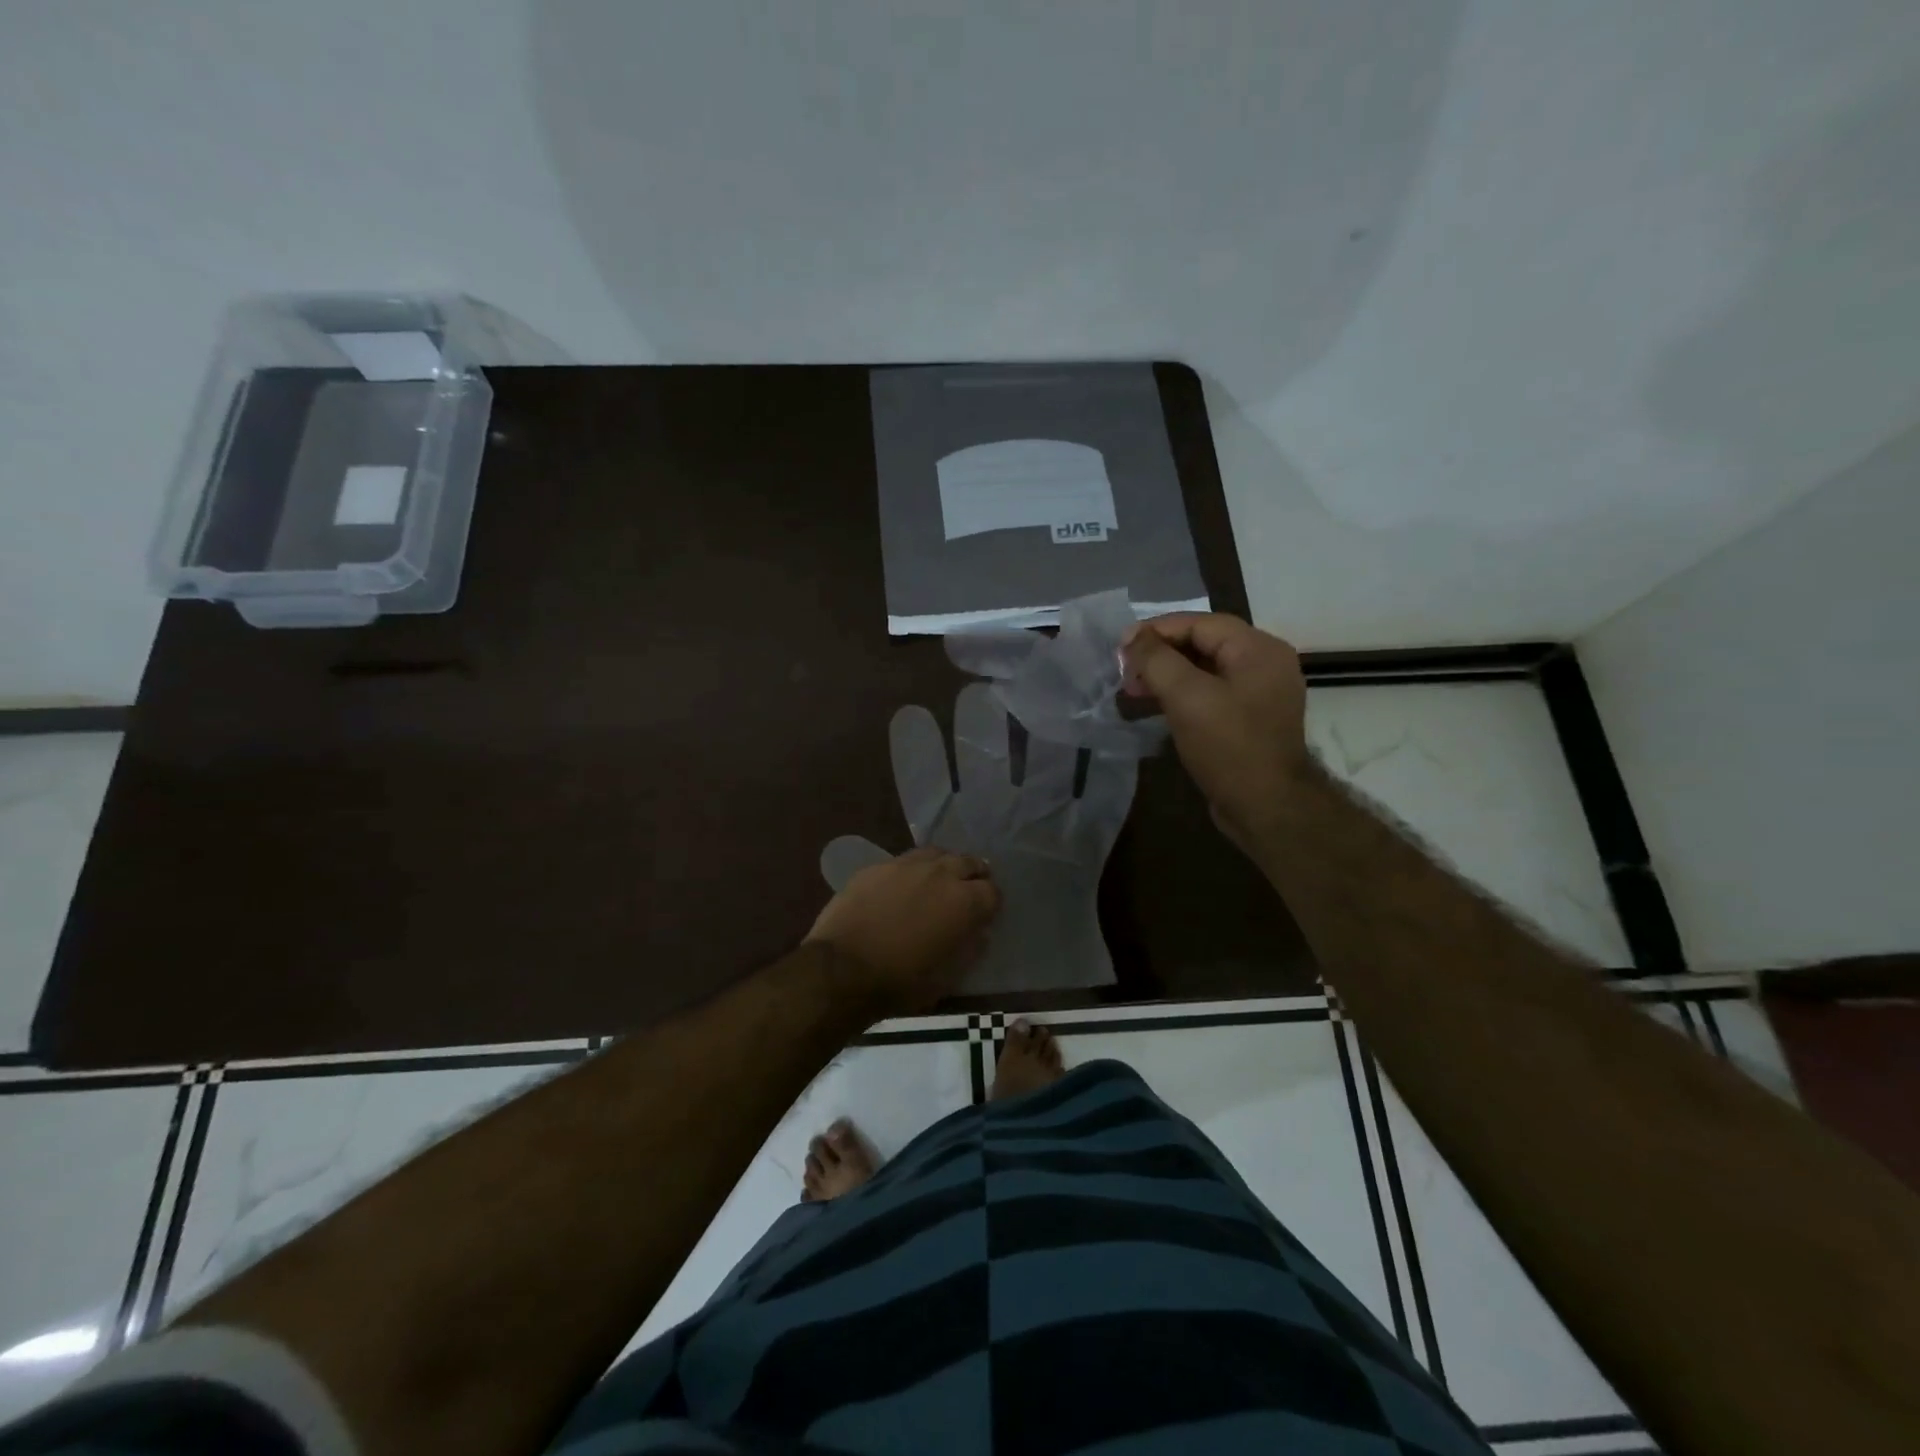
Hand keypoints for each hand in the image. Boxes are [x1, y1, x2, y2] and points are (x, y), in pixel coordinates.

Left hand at [806, 848, 1001, 1015]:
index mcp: (964, 902)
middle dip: (973, 877)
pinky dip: (913, 871)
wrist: (841, 969)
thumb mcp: (946, 978)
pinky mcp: (877, 866)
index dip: (992, 905)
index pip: (993, 892)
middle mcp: (940, 873)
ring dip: (944, 866)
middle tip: (967, 892)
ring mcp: (906, 865)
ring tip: (938, 883)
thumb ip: (969, 949)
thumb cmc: (900, 982)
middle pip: (969, 862)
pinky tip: (903, 887)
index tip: (986, 916)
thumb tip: (979, 932)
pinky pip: (905, 861)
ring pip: (937, 853)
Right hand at [1121, 612, 1309, 849]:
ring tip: (1134, 691)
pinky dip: (1182, 695)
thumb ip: (1157, 660)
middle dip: (1160, 655)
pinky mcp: (1250, 719)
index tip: (1121, 647)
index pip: (1200, 623)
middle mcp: (1264, 664)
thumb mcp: (1187, 697)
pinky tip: (1157, 707)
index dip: (1157, 630)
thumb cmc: (1228, 746)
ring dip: (1167, 676)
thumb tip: (1132, 637)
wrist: (1267, 807)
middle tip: (1125, 673)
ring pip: (1205, 670)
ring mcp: (1260, 693)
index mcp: (1258, 649)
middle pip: (1203, 644)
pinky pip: (1211, 694)